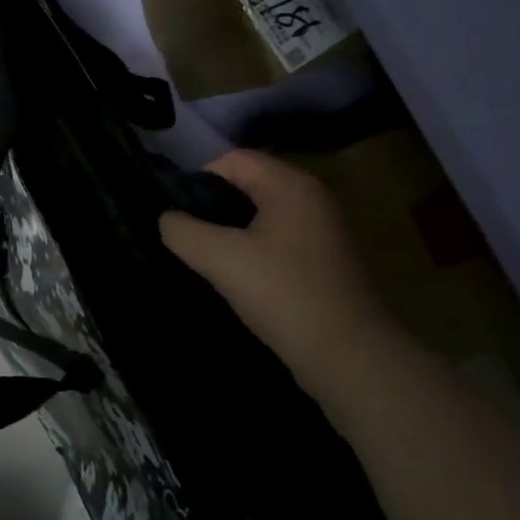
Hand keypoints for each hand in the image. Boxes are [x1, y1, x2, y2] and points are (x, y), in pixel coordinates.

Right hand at [160, 150, 393, 393]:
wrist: (352, 359)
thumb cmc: (285, 295)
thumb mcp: (221, 258)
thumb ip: (183, 231)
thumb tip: (167, 219)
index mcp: (291, 185)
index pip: (233, 160)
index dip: (199, 180)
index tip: (178, 214)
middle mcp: (312, 197)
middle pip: (248, 184)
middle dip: (213, 206)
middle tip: (188, 236)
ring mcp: (323, 230)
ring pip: (262, 215)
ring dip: (232, 231)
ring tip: (208, 259)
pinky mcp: (326, 261)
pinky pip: (278, 240)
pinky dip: (254, 250)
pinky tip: (239, 278)